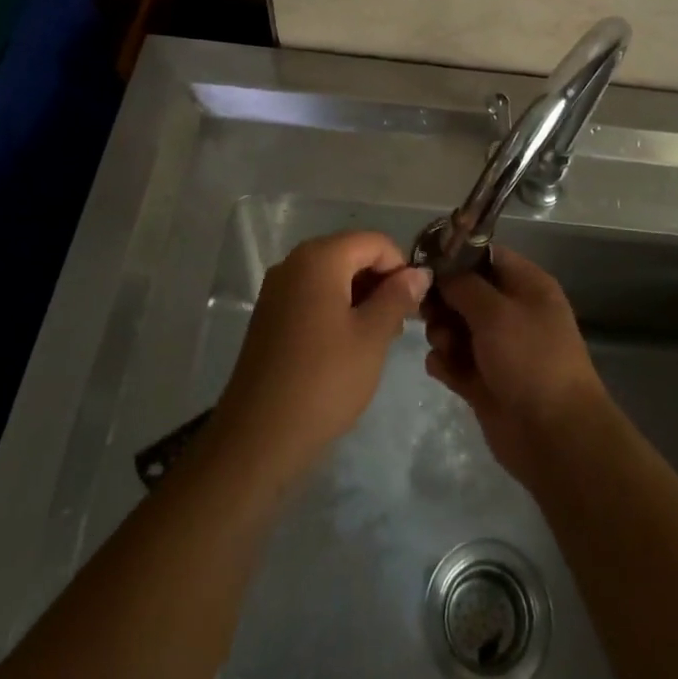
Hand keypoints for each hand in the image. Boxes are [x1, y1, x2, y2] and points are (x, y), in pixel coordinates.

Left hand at [211, 230, 430, 483]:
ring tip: (378, 338)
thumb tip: (419, 272)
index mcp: (319, 259)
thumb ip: (397, 297)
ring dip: (360, 296)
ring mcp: (277, 289)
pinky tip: (349, 344)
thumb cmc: (324, 381)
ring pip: (332, 276)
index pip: (374, 242)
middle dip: (380, 281)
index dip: (401, 266)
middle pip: (351, 254)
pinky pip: (312, 295)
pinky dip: (336, 308)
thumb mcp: (372, 337)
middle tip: (399, 324)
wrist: (258, 437)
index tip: (414, 304)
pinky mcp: (270, 315)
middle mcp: (294, 263)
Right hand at [424, 247, 609, 482]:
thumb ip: (463, 285)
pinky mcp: (485, 382)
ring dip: (441, 334)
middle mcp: (513, 312)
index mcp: (527, 286)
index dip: (455, 257)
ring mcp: (499, 349)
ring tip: (443, 346)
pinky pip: (455, 362)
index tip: (424, 264)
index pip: (486, 257)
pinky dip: (444, 363)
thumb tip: (441, 271)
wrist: (555, 436)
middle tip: (429, 313)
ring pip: (456, 328)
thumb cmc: (530, 359)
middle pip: (465, 293)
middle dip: (443, 301)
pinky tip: (442, 369)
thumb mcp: (496, 312)